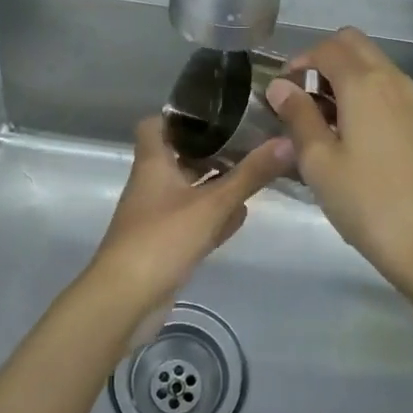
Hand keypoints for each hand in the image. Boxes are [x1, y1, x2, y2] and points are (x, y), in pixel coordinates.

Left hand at [87, 117, 291, 315]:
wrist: (125, 301)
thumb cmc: (161, 239)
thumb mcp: (211, 204)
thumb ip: (249, 175)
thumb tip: (287, 141)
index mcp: (153, 162)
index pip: (157, 124)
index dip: (182, 115)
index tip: (217, 111)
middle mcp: (152, 183)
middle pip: (180, 155)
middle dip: (212, 150)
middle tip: (249, 139)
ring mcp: (157, 214)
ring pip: (189, 188)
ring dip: (215, 183)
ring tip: (252, 172)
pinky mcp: (165, 243)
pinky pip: (193, 219)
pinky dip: (213, 215)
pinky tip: (240, 215)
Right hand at [265, 28, 412, 300]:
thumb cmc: (367, 202)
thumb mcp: (319, 161)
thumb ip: (298, 116)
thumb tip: (280, 86)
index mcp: (365, 83)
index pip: (327, 47)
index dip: (299, 61)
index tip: (282, 91)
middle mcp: (394, 80)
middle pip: (355, 44)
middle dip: (324, 58)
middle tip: (303, 96)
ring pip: (375, 65)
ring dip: (346, 76)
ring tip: (323, 120)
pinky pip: (389, 89)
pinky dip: (366, 94)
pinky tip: (353, 136)